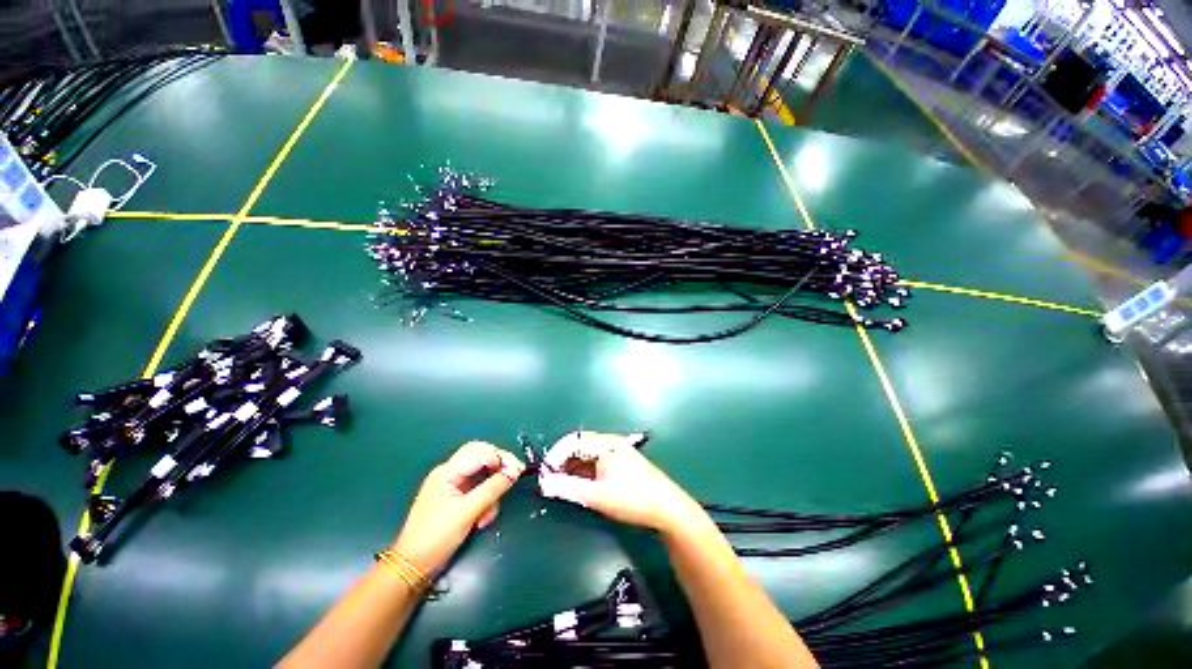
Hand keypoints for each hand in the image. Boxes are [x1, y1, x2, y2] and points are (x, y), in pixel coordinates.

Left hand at [392, 441, 524, 575]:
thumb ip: (493, 488)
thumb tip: (516, 470)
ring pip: (481, 475)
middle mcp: (449, 473)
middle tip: (512, 479)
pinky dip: (483, 501)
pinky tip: (482, 519)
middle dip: (498, 467)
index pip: (481, 452)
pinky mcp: (454, 498)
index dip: (502, 458)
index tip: (518, 471)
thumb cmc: (437, 536)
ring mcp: (451, 485)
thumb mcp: (468, 511)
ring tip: (488, 516)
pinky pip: (476, 490)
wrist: (412, 567)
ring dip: (490, 492)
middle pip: (481, 457)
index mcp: (448, 471)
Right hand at [538, 431, 706, 534]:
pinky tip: (581, 483)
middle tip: (551, 480)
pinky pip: (597, 459)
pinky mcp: (622, 461)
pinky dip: (585, 469)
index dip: (555, 457)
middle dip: (563, 460)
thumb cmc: (633, 499)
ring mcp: (618, 450)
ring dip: (573, 466)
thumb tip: (544, 483)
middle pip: (580, 445)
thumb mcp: (598, 496)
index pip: (573, 442)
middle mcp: (611, 442)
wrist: (668, 508)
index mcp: (606, 444)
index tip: (544, 474)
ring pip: (588, 453)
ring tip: (563, 483)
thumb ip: (569, 488)